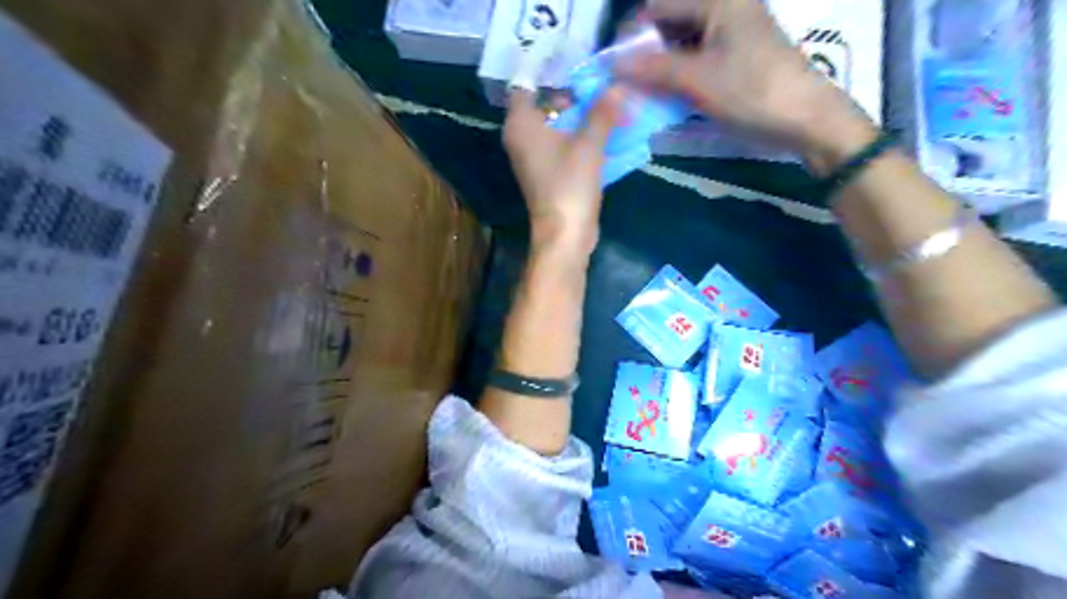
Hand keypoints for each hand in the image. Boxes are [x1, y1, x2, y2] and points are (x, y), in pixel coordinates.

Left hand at [504, 86, 622, 254]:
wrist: (565, 234)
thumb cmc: (569, 184)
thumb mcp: (589, 144)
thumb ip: (602, 112)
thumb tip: (617, 87)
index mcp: (521, 125)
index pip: (527, 86)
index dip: (550, 74)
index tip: (577, 69)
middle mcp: (522, 138)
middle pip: (546, 105)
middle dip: (575, 97)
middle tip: (604, 89)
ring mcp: (535, 158)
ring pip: (558, 127)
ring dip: (583, 118)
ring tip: (612, 107)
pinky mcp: (549, 173)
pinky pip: (564, 146)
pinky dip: (582, 139)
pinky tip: (608, 134)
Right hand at [622, 0, 879, 169]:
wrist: (805, 119)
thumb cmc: (752, 91)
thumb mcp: (698, 79)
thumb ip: (652, 68)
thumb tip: (611, 65)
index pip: (657, 6)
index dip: (631, 35)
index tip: (610, 66)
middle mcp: (723, 7)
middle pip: (668, 23)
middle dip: (643, 52)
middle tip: (622, 83)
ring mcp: (729, 33)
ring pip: (679, 44)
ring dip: (658, 67)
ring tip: (638, 92)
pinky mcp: (733, 57)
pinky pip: (694, 59)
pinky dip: (676, 76)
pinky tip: (662, 95)